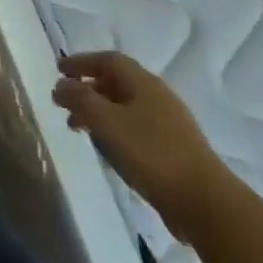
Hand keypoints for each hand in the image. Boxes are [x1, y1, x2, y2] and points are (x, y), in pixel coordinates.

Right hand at [53, 53, 234, 244]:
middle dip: (87, 88)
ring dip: (99, 111)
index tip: (58, 70)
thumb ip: (79, 99)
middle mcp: (158, 96)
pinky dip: (113, 130)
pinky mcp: (173, 149)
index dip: (81, 61)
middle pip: (117, 82)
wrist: (204, 202)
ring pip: (125, 107)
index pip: (108, 60)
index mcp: (143, 83)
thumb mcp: (106, 122)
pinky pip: (135, 127)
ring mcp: (168, 124)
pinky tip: (107, 150)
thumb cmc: (151, 154)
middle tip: (64, 103)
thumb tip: (60, 85)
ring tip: (79, 130)